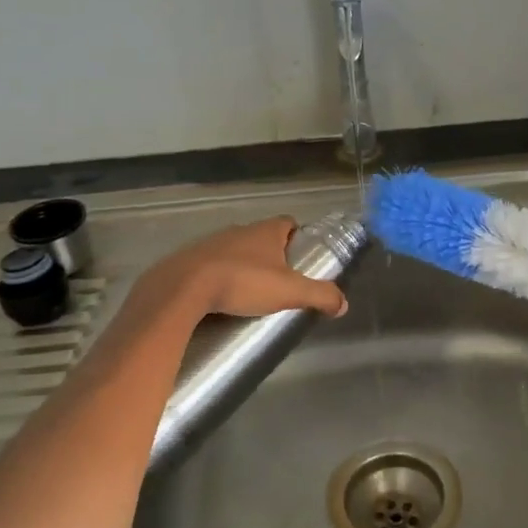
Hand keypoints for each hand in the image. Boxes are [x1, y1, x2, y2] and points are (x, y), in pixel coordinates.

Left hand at [139, 217, 348, 321]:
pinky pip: (213, 264)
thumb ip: (320, 295)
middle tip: (280, 283)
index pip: (289, 223)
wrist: (184, 288)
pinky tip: (221, 299)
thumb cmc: (243, 282)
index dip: (298, 238)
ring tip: (250, 294)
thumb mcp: (289, 291)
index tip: (303, 259)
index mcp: (267, 230)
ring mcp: (213, 242)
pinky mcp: (190, 259)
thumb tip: (343, 303)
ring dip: (244, 266)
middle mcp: (240, 230)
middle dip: (273, 257)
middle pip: (263, 238)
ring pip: (236, 250)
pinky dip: (220, 276)